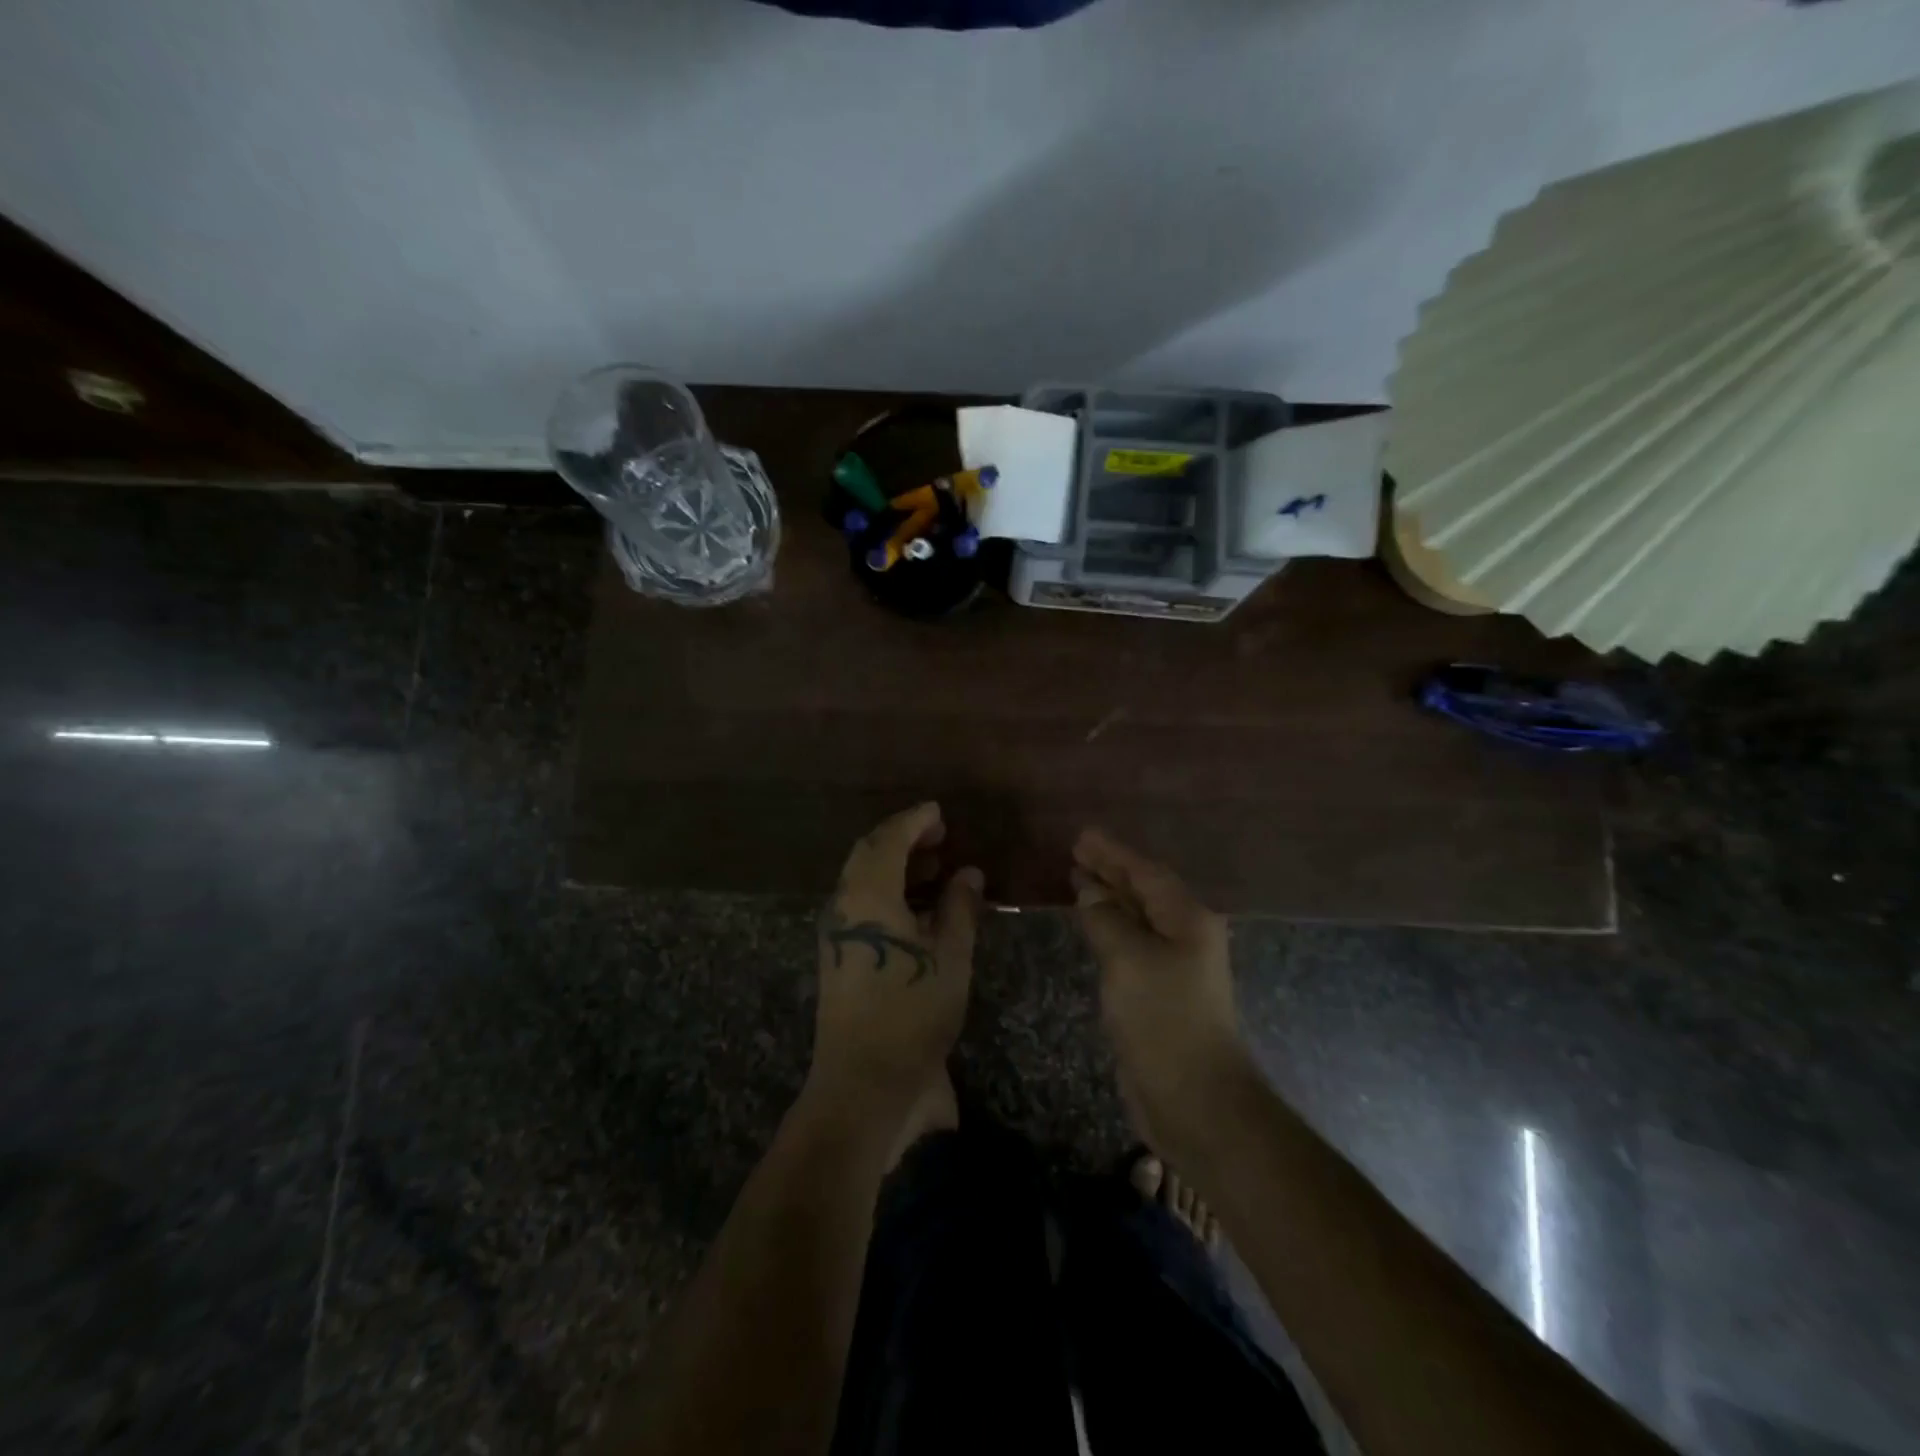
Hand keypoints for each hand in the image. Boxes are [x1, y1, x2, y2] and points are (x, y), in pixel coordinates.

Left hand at [810, 803, 981, 1117]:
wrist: (863, 1083)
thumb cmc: (912, 1013)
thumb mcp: (950, 958)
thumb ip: (960, 908)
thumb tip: (968, 873)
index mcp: (869, 896)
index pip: (889, 840)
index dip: (915, 821)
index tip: (940, 812)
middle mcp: (845, 905)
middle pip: (869, 855)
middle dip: (904, 839)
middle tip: (940, 836)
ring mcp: (837, 932)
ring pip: (864, 880)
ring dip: (897, 866)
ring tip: (937, 867)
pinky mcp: (838, 955)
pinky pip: (863, 905)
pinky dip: (890, 893)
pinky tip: (921, 907)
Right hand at [1072, 828, 1250, 1151]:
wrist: (1195, 1098)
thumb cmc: (1164, 1019)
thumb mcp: (1128, 960)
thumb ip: (1106, 919)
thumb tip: (1090, 891)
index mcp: (1187, 919)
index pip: (1146, 873)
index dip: (1113, 853)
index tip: (1082, 835)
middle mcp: (1185, 935)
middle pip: (1144, 891)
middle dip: (1111, 870)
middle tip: (1076, 850)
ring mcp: (1173, 965)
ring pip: (1137, 918)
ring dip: (1109, 897)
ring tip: (1077, 878)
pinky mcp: (1159, 991)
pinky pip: (1131, 944)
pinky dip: (1110, 928)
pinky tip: (1092, 924)